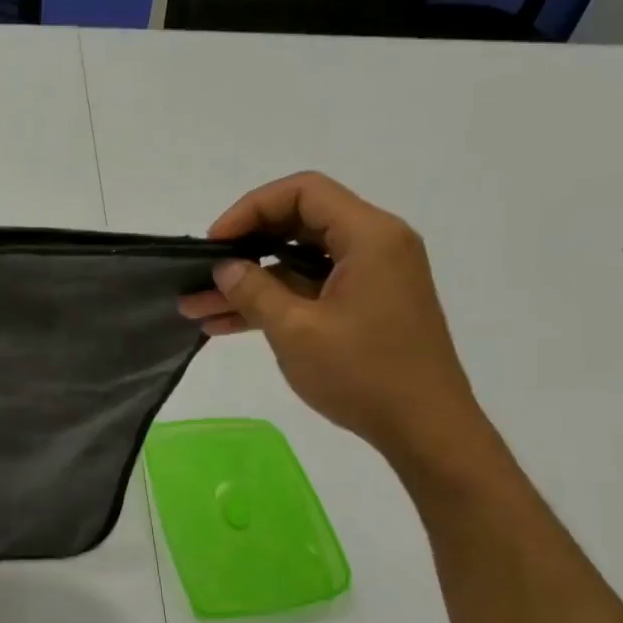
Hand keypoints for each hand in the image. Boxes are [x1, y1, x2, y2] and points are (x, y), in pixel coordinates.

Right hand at [179, 171, 490, 466]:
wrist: (425, 430)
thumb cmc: (364, 374)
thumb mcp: (297, 331)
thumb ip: (255, 291)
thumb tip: (226, 267)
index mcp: (369, 236)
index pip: (302, 192)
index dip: (250, 209)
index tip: (215, 243)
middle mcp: (374, 246)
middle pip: (298, 224)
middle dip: (244, 249)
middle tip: (202, 273)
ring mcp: (370, 278)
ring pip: (298, 263)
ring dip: (250, 284)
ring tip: (197, 307)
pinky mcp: (364, 307)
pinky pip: (310, 290)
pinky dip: (273, 303)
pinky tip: (225, 324)